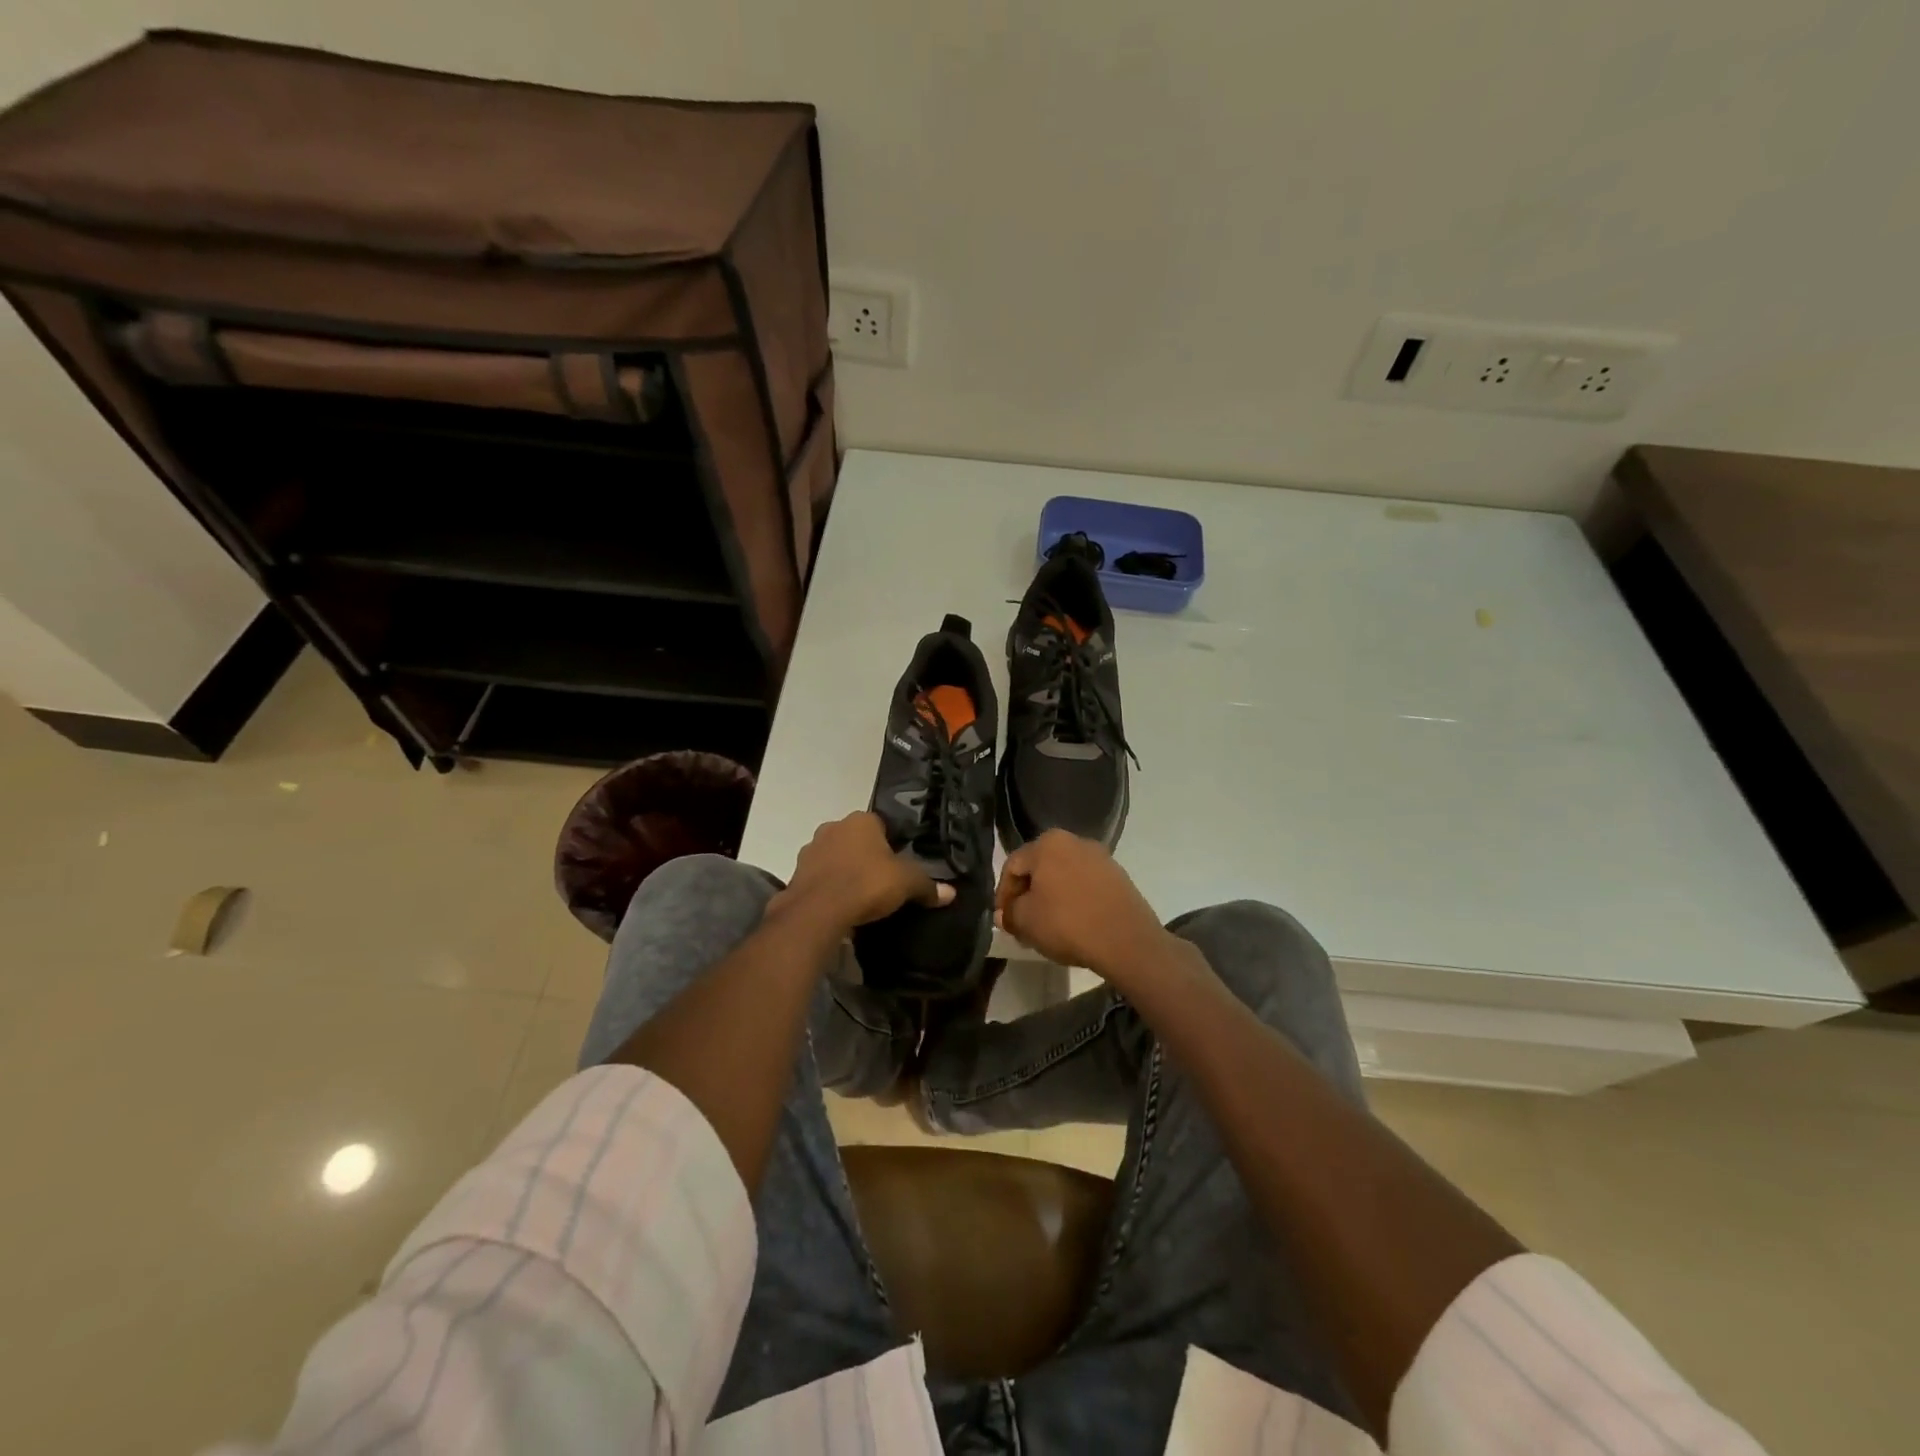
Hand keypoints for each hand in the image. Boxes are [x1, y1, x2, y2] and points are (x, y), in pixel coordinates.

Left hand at [771, 812, 953, 930]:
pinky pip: (819, 877)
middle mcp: (833, 827)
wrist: (817, 912)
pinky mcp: (796, 874)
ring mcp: (810, 850)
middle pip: (855, 840)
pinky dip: (828, 888)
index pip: (880, 824)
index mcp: (861, 820)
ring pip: (834, 857)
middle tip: (880, 882)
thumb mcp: (906, 884)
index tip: (897, 866)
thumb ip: (928, 886)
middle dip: (865, 856)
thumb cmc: (866, 884)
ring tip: (859, 897)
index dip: (891, 844)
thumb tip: (951, 893)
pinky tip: (839, 906)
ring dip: (844, 871)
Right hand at [995, 830, 1168, 978]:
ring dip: (1050, 898)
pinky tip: (1072, 924)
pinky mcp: (1118, 876)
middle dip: (1027, 895)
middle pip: (1039, 868)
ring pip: (1063, 876)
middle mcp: (1074, 841)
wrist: (1127, 940)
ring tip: (1046, 926)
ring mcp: (1100, 857)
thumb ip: (1009, 913)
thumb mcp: (1026, 921)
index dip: (1003, 894)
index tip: (1003, 919)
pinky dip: (1073, 900)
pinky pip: (1084, 885)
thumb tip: (1004, 914)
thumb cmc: (1068, 923)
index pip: (1013, 866)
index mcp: (1048, 843)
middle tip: (1021, 923)